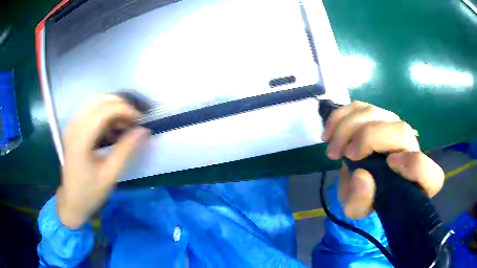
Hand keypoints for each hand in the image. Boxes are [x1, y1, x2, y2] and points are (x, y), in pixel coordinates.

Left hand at [57, 95, 149, 228]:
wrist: (72, 202)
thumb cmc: (90, 192)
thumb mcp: (110, 174)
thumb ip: (126, 150)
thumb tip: (143, 130)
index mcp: (81, 138)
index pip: (105, 110)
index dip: (125, 110)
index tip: (140, 121)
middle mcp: (74, 126)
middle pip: (99, 100)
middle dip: (120, 105)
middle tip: (134, 121)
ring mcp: (72, 126)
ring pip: (95, 102)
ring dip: (113, 108)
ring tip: (125, 124)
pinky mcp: (73, 129)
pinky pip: (91, 111)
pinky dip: (105, 114)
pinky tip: (112, 129)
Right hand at [322, 101, 443, 218]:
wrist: (363, 183)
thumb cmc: (366, 200)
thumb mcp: (358, 210)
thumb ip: (360, 201)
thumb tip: (361, 176)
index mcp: (416, 182)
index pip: (430, 174)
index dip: (415, 165)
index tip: (389, 165)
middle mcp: (411, 150)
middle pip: (401, 130)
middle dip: (369, 137)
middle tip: (344, 155)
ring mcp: (395, 128)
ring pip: (378, 112)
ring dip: (349, 127)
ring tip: (333, 149)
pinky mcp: (379, 117)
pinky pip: (361, 106)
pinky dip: (342, 116)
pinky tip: (330, 131)